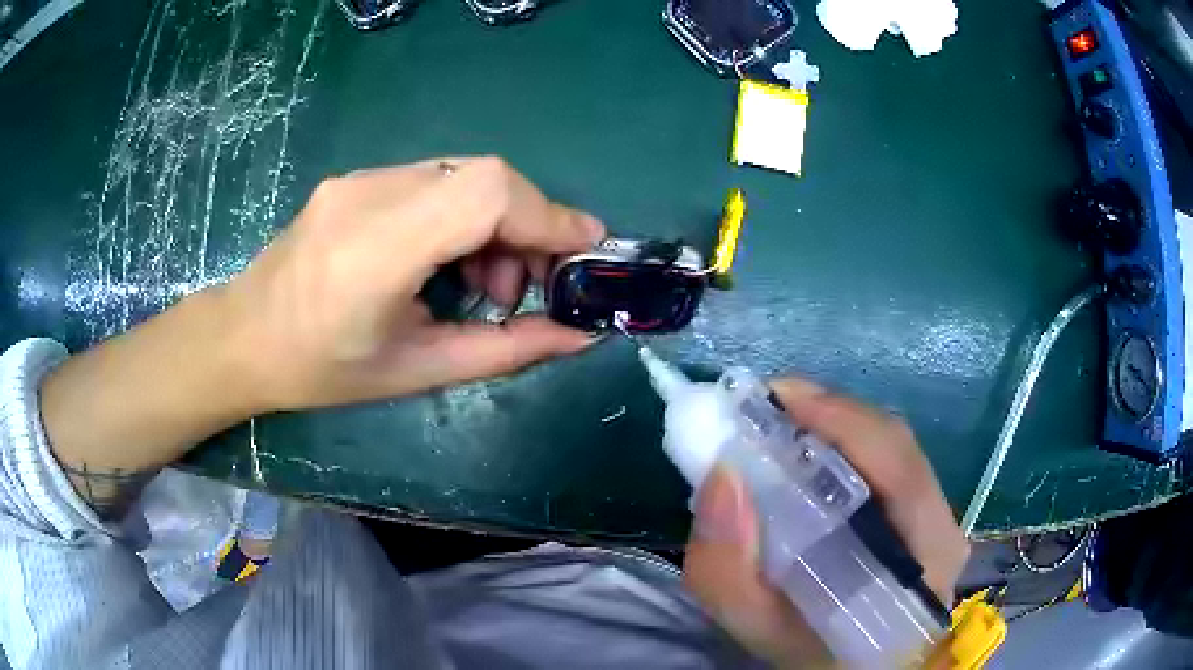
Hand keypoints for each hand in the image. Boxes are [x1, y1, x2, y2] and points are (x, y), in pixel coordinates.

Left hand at [223, 157, 605, 410]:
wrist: (244, 336)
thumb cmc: (322, 370)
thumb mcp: (417, 371)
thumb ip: (507, 350)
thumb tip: (579, 335)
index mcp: (376, 249)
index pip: (484, 193)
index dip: (546, 213)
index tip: (585, 247)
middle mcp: (369, 194)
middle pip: (483, 175)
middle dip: (527, 224)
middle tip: (525, 286)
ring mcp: (360, 178)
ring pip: (463, 175)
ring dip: (497, 222)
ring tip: (484, 284)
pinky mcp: (358, 178)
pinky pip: (435, 181)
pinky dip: (464, 215)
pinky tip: (449, 260)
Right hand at [683, 377, 968, 666]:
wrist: (845, 669)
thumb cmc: (808, 656)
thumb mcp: (755, 626)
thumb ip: (727, 566)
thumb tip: (723, 475)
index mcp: (924, 556)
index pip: (899, 464)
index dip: (840, 419)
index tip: (773, 399)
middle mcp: (943, 525)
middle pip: (893, 444)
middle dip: (828, 415)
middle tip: (765, 410)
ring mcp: (939, 519)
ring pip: (890, 450)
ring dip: (833, 429)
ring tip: (779, 427)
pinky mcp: (924, 517)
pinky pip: (886, 466)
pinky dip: (843, 449)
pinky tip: (807, 457)